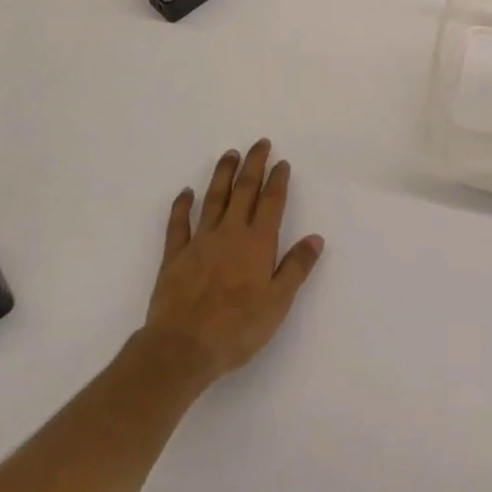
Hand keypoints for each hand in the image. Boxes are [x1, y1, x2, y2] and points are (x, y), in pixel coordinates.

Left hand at [140, 140, 323, 385]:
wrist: (183, 348)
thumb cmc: (237, 328)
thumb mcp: (278, 303)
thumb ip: (296, 267)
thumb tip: (315, 238)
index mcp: (258, 243)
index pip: (271, 202)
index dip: (277, 180)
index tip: (281, 162)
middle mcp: (230, 233)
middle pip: (244, 190)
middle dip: (253, 165)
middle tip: (259, 143)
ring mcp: (200, 242)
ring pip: (213, 198)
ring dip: (223, 174)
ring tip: (230, 154)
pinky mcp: (175, 256)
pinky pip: (178, 224)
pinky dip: (182, 206)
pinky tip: (186, 192)